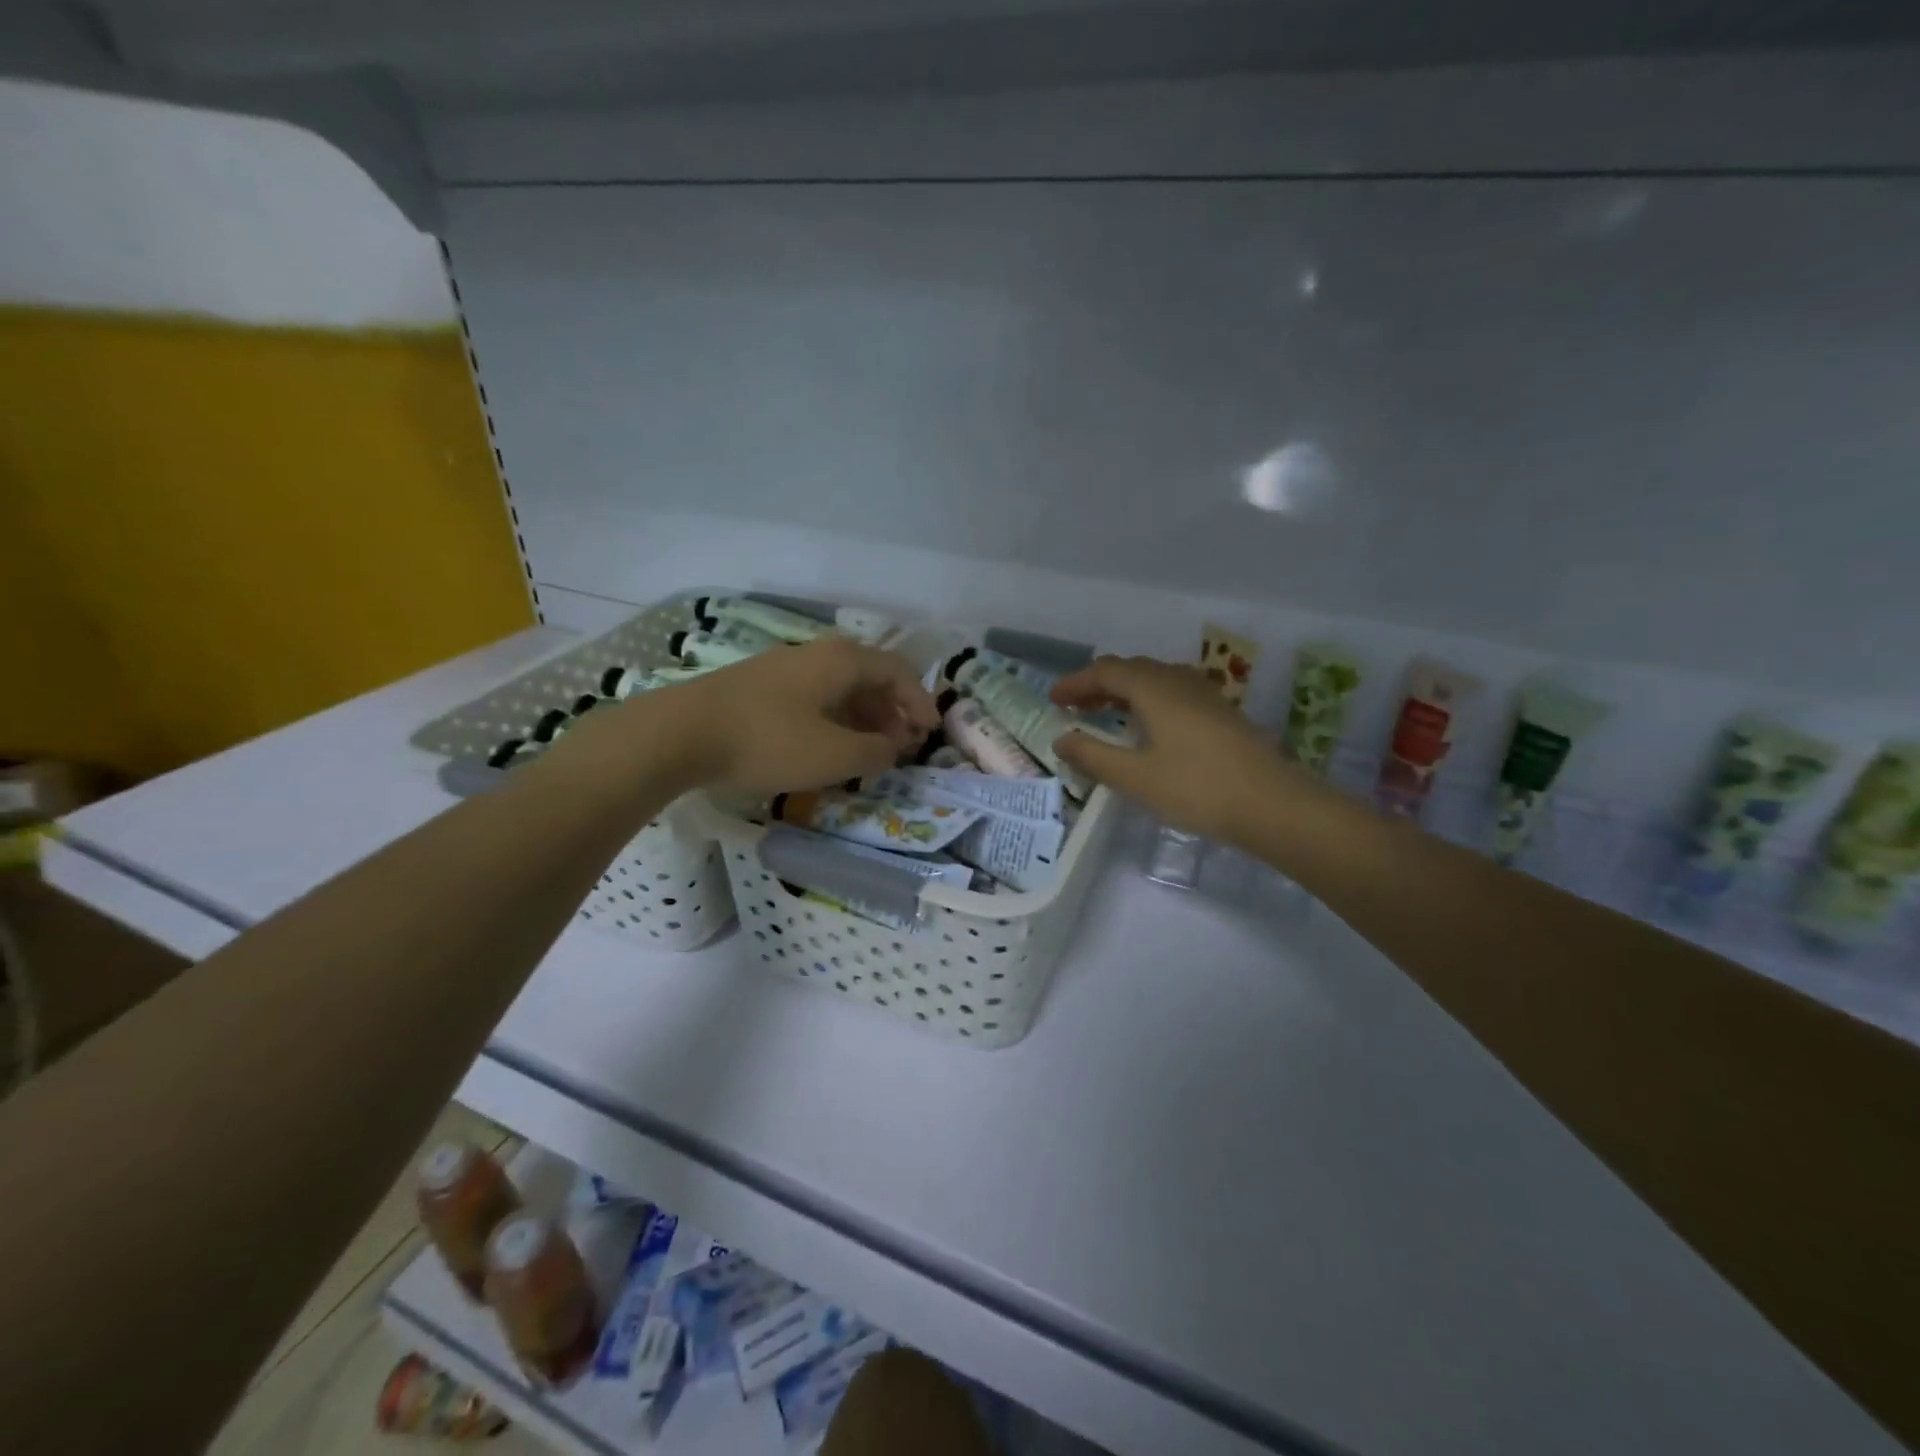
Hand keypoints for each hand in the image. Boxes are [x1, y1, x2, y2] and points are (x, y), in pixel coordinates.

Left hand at [668, 636, 938, 797]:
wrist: (680, 734)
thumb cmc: (769, 740)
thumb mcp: (834, 755)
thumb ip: (875, 753)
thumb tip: (892, 748)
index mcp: (842, 661)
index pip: (898, 671)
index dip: (920, 701)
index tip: (930, 732)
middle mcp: (816, 654)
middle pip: (869, 676)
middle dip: (892, 711)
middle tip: (902, 744)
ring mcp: (783, 668)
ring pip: (838, 688)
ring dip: (862, 717)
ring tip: (868, 750)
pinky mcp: (758, 686)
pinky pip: (812, 697)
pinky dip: (833, 719)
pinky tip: (825, 747)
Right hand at [1050, 655, 1329, 845]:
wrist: (1273, 804)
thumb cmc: (1197, 789)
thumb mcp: (1135, 777)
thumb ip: (1093, 756)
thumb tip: (1062, 738)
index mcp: (1153, 689)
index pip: (1105, 672)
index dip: (1075, 683)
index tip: (1053, 700)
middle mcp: (1177, 681)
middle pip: (1130, 669)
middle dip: (1098, 684)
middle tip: (1075, 706)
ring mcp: (1204, 694)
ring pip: (1154, 679)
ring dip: (1124, 690)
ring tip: (1106, 713)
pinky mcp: (1220, 712)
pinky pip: (1173, 692)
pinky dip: (1148, 699)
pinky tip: (1149, 726)